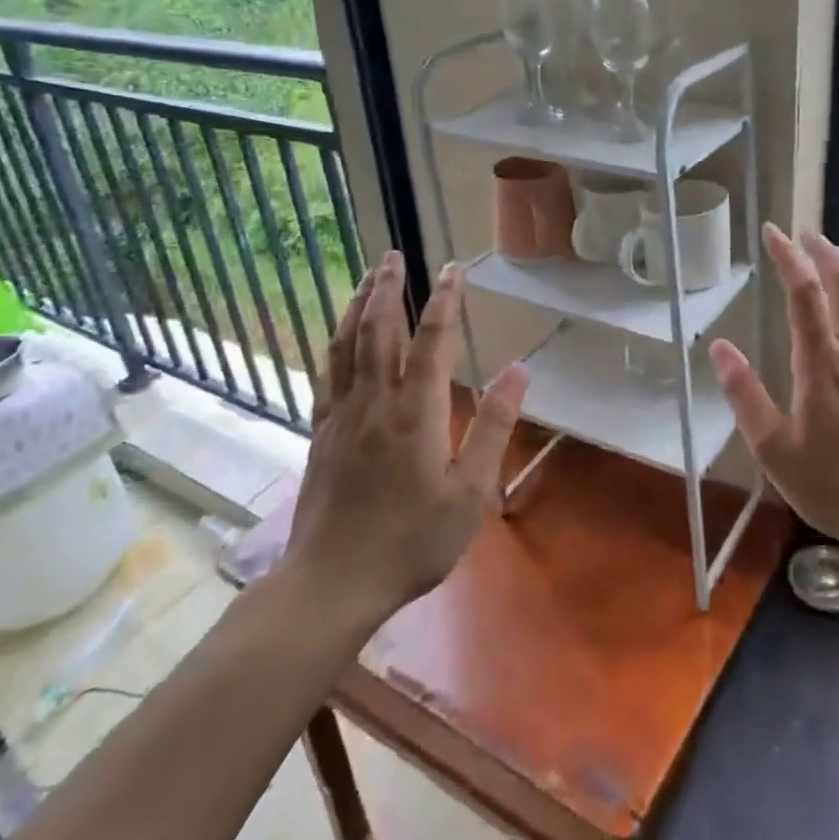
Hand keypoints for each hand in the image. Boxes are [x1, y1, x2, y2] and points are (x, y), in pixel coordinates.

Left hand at [280, 251, 528, 625]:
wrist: (332, 584)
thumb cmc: (411, 542)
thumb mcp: (469, 494)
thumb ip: (494, 428)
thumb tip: (519, 371)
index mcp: (415, 413)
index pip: (432, 341)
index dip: (445, 300)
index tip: (454, 269)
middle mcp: (374, 402)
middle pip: (378, 330)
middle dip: (388, 288)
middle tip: (394, 255)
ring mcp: (340, 416)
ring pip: (346, 345)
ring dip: (357, 306)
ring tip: (367, 279)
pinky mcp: (320, 433)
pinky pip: (327, 373)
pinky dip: (335, 342)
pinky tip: (340, 336)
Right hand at [711, 226, 838, 562]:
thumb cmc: (834, 485)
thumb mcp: (774, 448)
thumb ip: (744, 395)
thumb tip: (720, 348)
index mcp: (823, 363)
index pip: (804, 292)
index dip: (788, 256)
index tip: (773, 232)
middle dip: (825, 251)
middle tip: (806, 234)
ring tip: (833, 260)